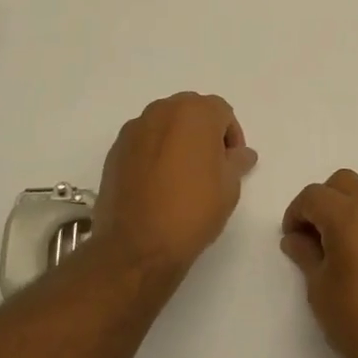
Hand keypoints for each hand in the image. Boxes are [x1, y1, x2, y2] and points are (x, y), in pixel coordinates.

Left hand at [94, 93, 256, 274]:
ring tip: (182, 176)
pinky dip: (154, 153)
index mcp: (194, 112)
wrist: (137, 246)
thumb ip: (237, 161)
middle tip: (210, 167)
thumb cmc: (192, 210)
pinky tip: (158, 184)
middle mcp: (162, 111)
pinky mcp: (115, 150)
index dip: (232, 137)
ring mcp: (134, 129)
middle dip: (204, 133)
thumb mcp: (229, 187)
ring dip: (177, 140)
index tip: (232, 164)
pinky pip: (144, 142)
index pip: (222, 112)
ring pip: (165, 125)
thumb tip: (242, 153)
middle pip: (191, 111)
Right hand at [281, 170, 357, 357]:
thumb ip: (305, 254)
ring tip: (343, 247)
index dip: (296, 213)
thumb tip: (296, 238)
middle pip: (343, 182)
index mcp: (349, 216)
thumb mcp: (320, 290)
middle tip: (315, 236)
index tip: (293, 240)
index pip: (314, 195)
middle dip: (324, 202)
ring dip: (350, 208)